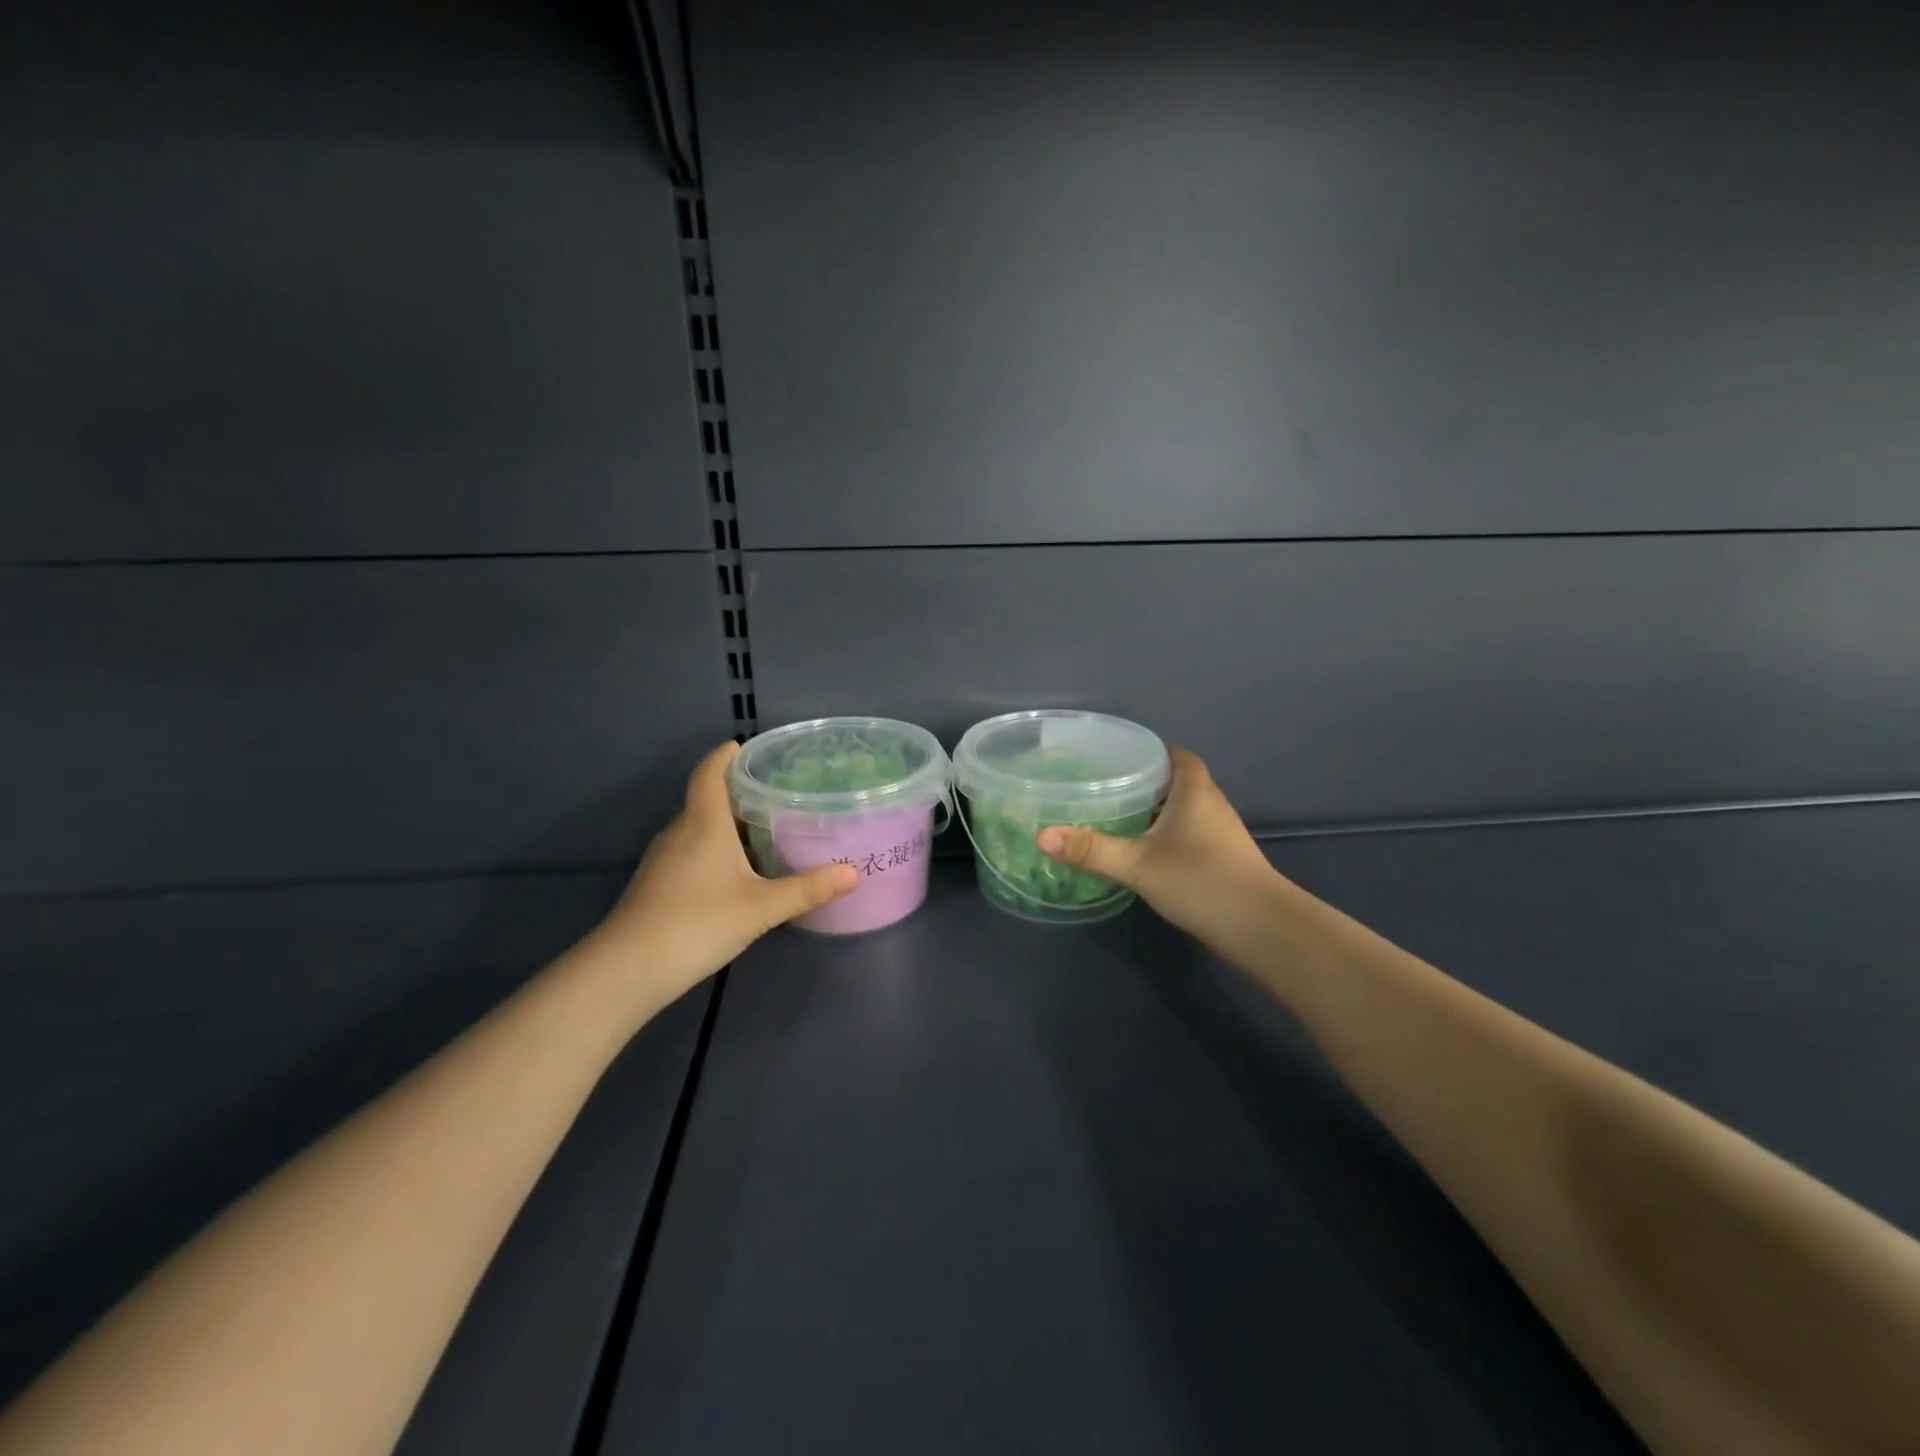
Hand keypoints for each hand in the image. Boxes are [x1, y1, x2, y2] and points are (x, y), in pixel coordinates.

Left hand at [596, 742, 857, 1002]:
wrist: (627, 970)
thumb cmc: (697, 923)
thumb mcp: (761, 908)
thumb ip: (807, 890)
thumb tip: (854, 873)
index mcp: (703, 824)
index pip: (709, 773)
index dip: (724, 755)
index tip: (745, 746)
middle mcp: (679, 832)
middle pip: (705, 798)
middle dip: (735, 789)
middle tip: (773, 790)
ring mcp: (663, 859)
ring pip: (697, 826)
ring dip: (724, 821)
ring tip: (762, 826)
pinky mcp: (656, 884)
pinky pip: (689, 850)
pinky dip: (712, 846)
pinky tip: (734, 870)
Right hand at [1036, 746, 1280, 950]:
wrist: (1261, 928)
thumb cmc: (1200, 880)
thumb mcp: (1137, 864)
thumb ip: (1091, 850)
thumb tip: (1042, 835)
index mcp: (1194, 790)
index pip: (1175, 754)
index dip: (1150, 751)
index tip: (1118, 756)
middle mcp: (1212, 804)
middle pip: (1178, 780)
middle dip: (1145, 780)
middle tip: (1105, 786)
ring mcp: (1222, 833)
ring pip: (1184, 809)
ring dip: (1157, 810)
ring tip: (1118, 816)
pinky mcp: (1224, 858)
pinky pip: (1190, 833)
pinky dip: (1167, 834)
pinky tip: (1144, 851)